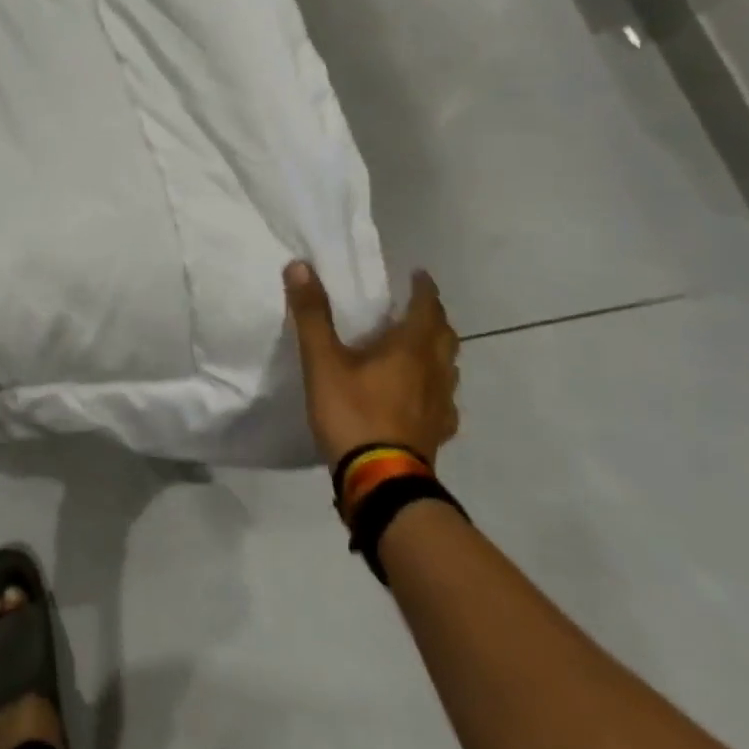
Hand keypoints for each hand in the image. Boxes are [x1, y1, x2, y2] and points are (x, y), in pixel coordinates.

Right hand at [284, 261, 460, 466]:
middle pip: (445, 336)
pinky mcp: (437, 432)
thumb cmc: (353, 413)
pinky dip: (434, 387)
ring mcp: (440, 405)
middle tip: (415, 308)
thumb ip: (312, 314)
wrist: (381, 482)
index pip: (427, 308)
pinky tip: (419, 396)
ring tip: (416, 347)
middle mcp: (434, 371)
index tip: (418, 274)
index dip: (423, 289)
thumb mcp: (323, 361)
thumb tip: (301, 266)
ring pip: (448, 368)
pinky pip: (443, 400)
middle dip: (433, 317)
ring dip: (436, 351)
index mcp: (411, 349)